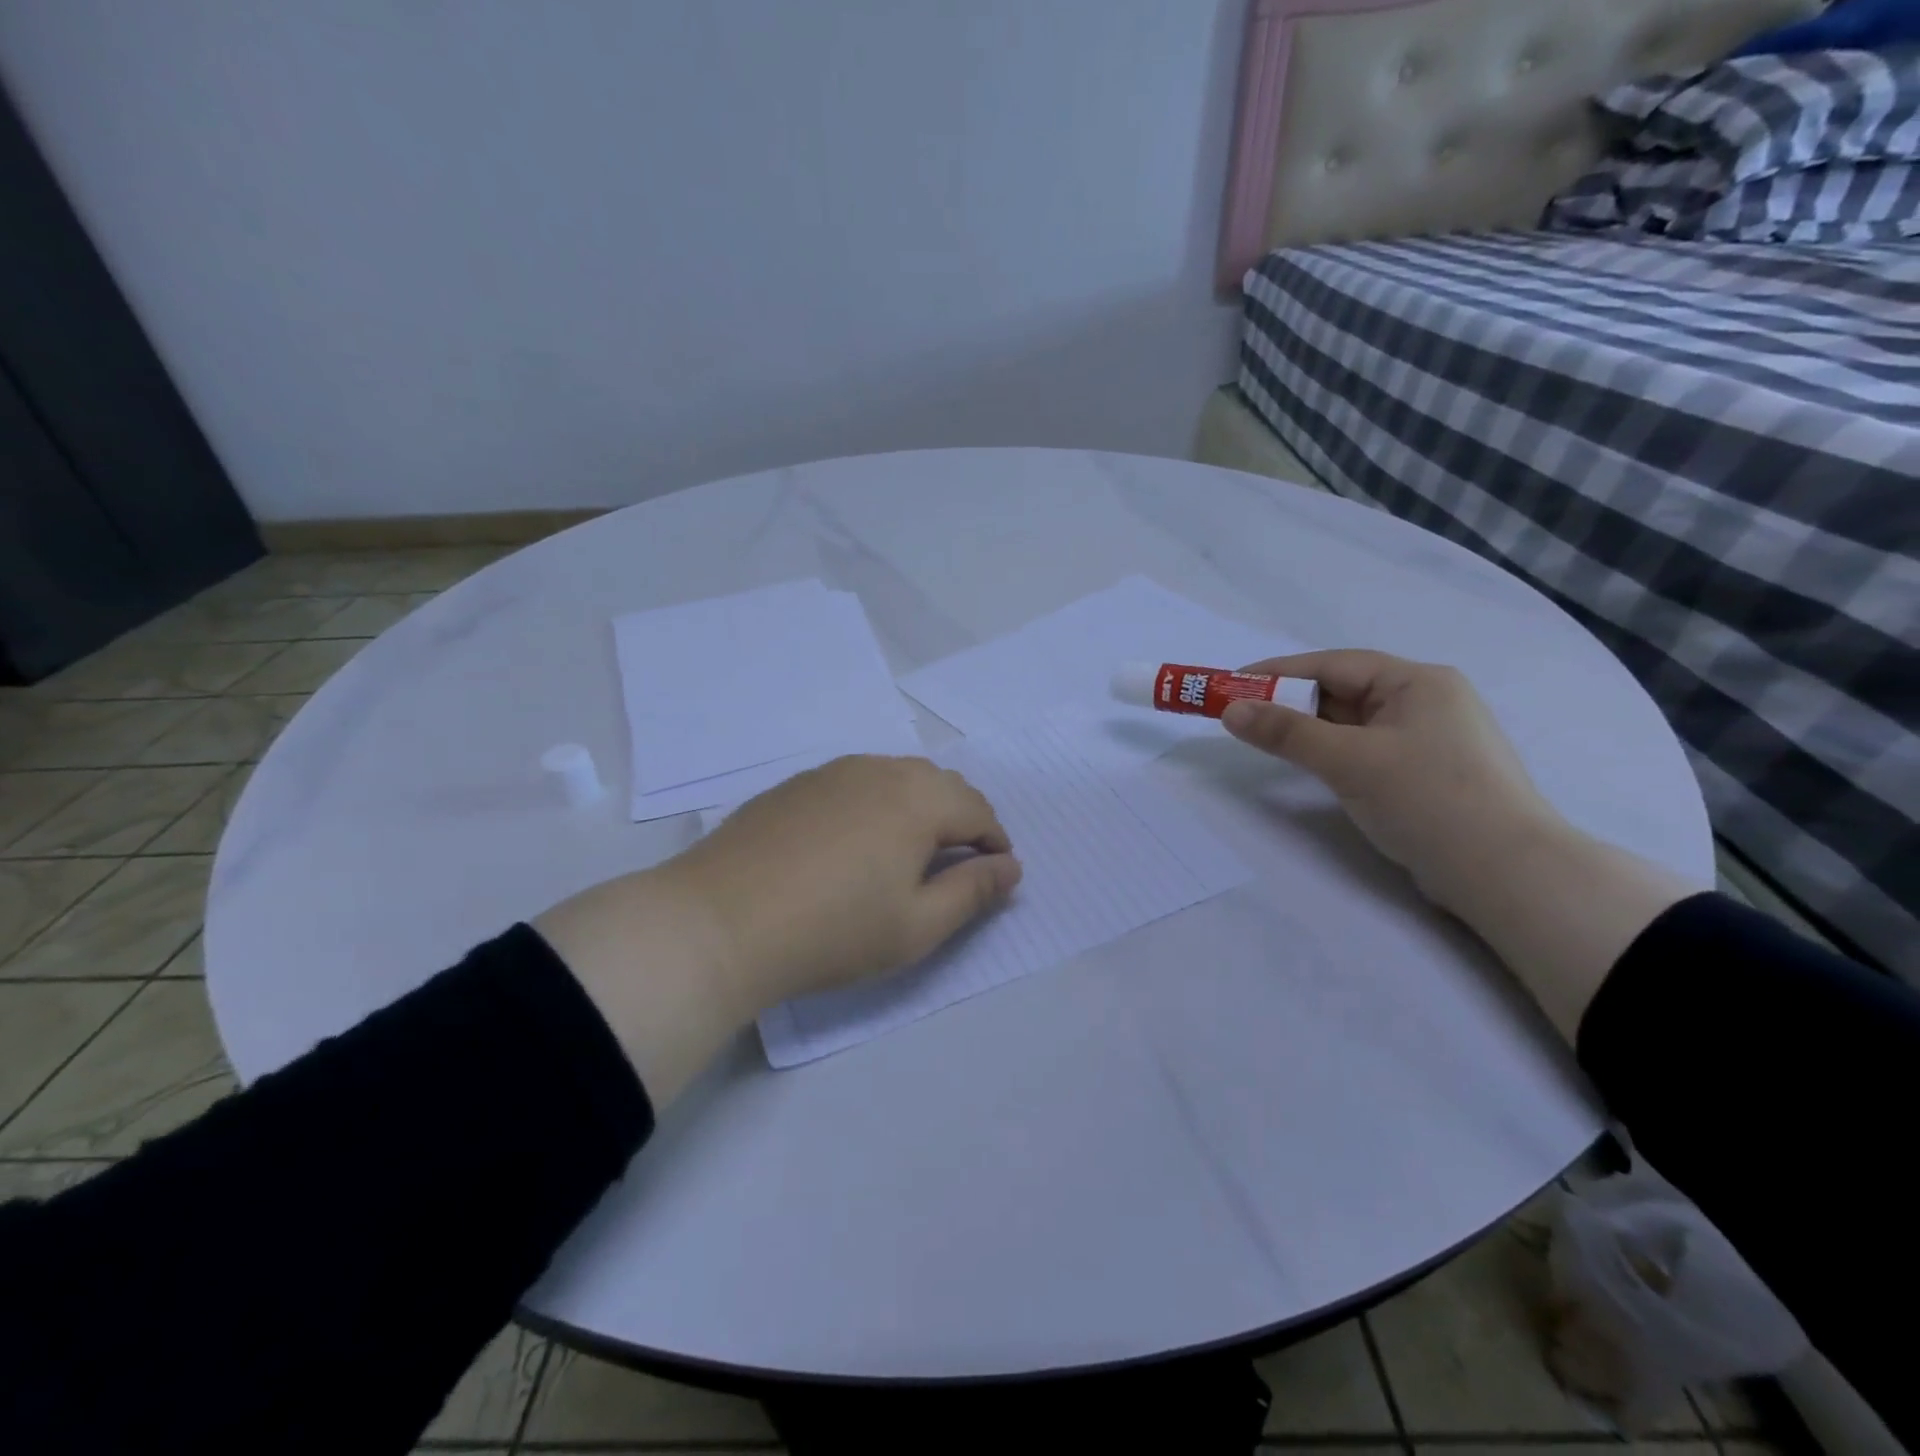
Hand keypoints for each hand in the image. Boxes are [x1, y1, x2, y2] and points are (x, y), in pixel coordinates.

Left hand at [672, 754, 1020, 1009]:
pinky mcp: (796, 785)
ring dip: (920, 805)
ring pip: (896, 777)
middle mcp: (879, 771)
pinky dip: (878, 803)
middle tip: (961, 862)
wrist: (721, 921)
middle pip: (939, 784)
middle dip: (962, 818)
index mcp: (917, 800)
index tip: (997, 873)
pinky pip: (856, 782)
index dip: (995, 841)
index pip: (976, 810)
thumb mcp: (917, 925)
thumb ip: (973, 892)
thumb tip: (1012, 867)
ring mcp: (832, 772)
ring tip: (912, 849)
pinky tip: (857, 840)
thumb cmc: (833, 930)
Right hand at [1219, 649, 1558, 915]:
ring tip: (1268, 741)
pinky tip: (1313, 766)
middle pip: (1344, 691)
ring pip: (1354, 723)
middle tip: (1242, 717)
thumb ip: (1286, 733)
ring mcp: (1431, 739)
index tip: (1232, 684)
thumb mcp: (1349, 761)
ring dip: (1311, 730)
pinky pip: (1367, 749)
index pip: (1334, 665)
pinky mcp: (1428, 774)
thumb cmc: (1428, 800)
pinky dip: (1333, 752)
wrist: (1507, 874)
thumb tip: (1231, 711)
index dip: (1278, 673)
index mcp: (1418, 682)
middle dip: (1291, 703)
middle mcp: (1427, 701)